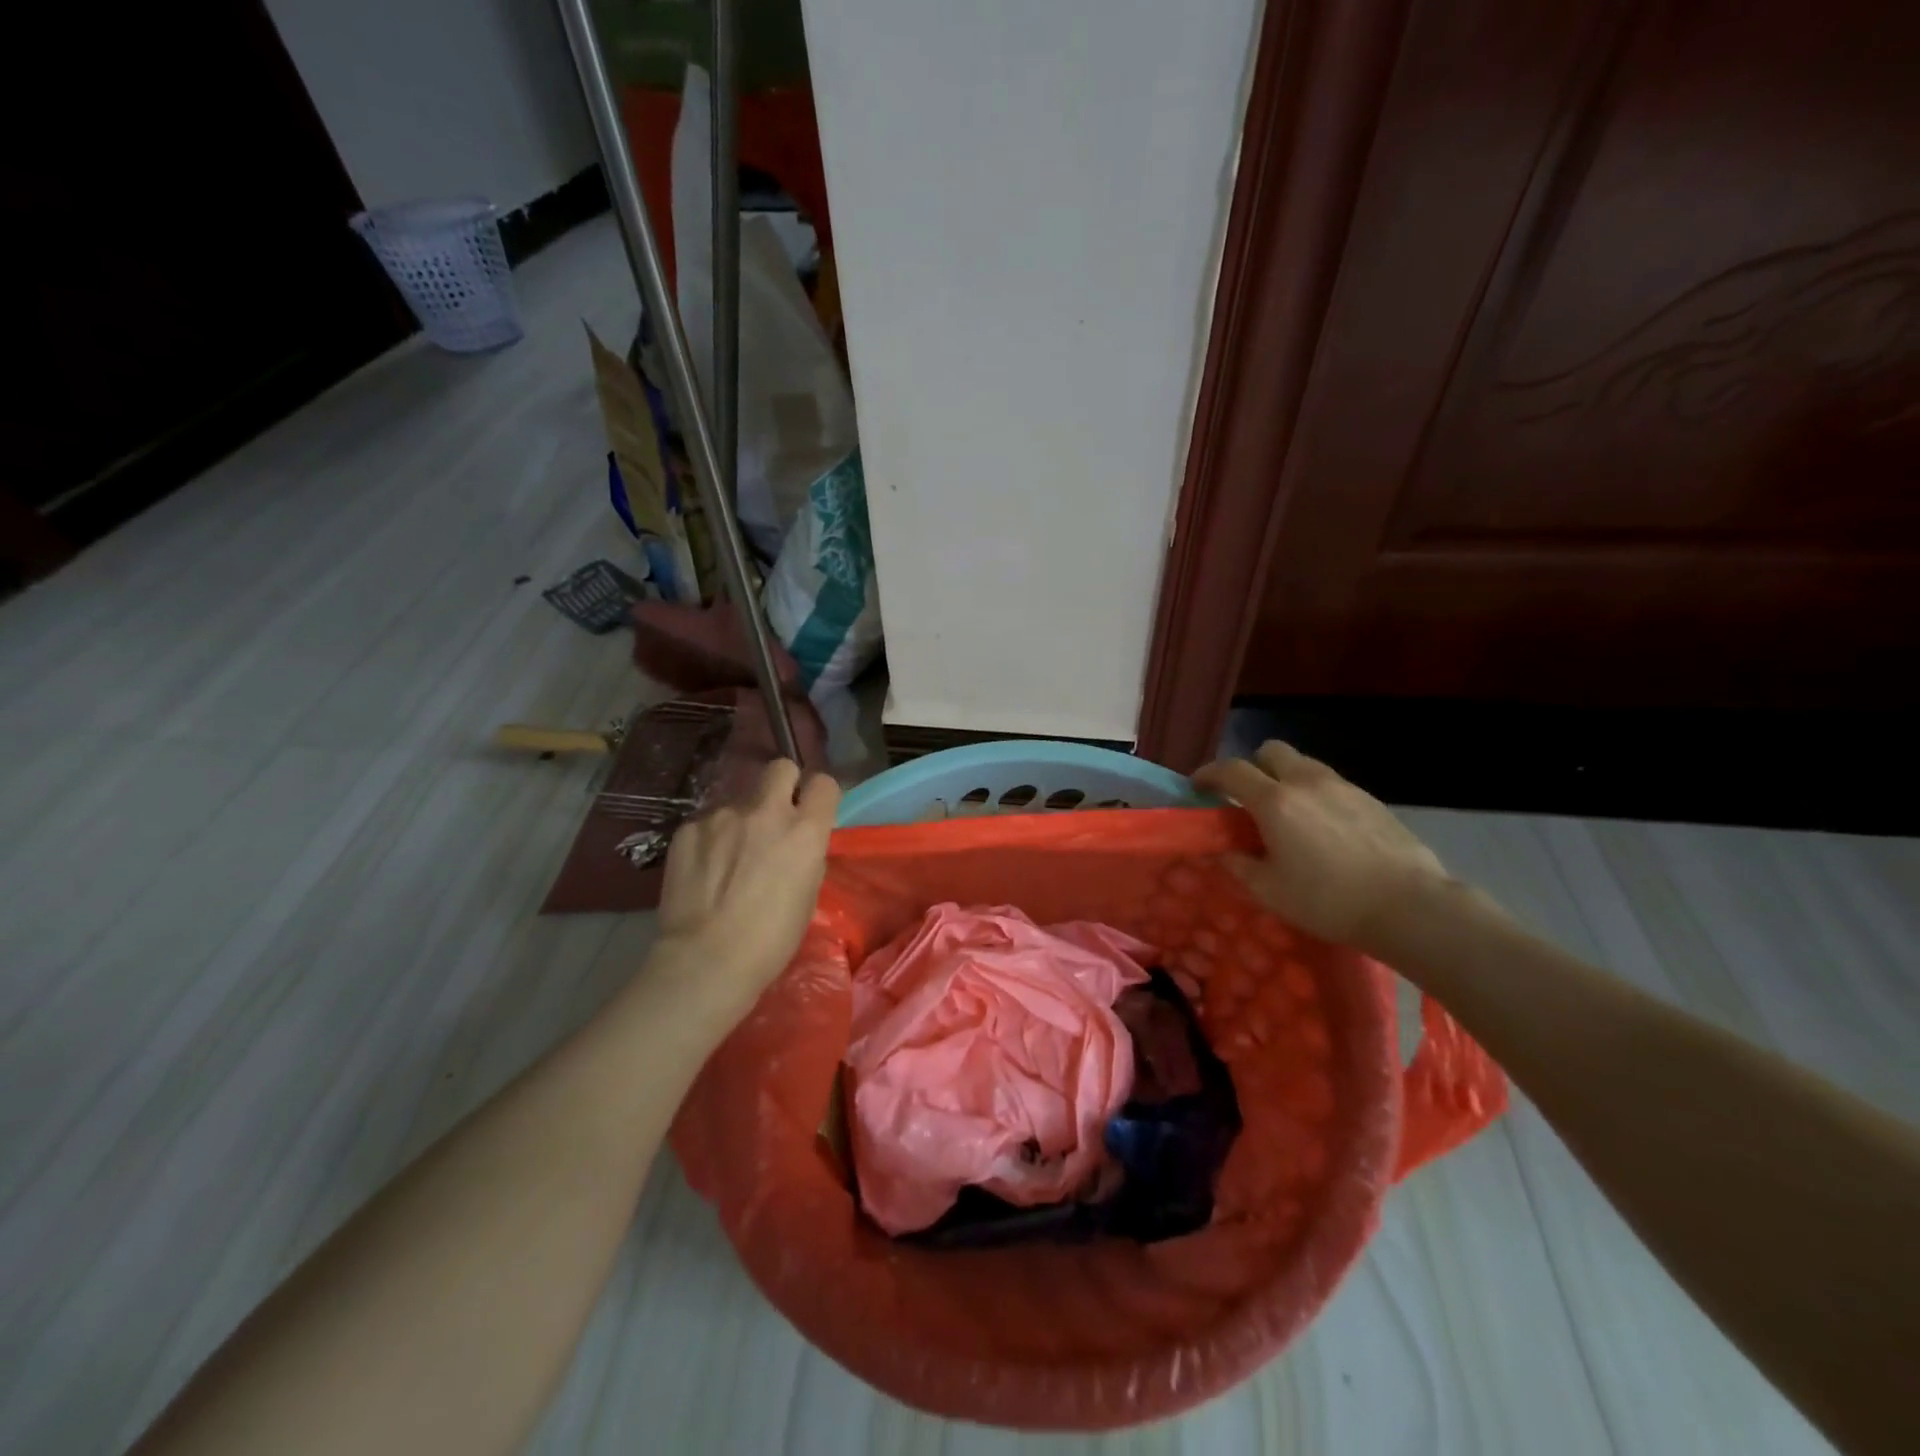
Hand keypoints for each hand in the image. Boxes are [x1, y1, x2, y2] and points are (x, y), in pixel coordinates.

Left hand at [648, 760, 839, 1015]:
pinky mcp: (688, 829)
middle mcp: (766, 812)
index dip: (819, 796)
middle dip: (782, 785)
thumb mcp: (808, 895)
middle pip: (780, 768)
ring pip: (738, 800)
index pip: (823, 783)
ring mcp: (722, 817)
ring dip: (740, 820)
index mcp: (804, 831)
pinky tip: (703, 871)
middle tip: (774, 816)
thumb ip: (806, 855)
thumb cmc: (771, 940)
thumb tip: (796, 843)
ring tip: (728, 858)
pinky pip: (706, 823)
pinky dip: (709, 840)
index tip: (812, 811)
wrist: (706, 961)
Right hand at [1193, 741, 1448, 950]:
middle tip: (1247, 797)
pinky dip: (1315, 794)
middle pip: (1270, 751)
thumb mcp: (1270, 891)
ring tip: (1287, 813)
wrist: (1409, 906)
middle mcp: (1305, 782)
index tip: (1198, 786)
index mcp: (1274, 801)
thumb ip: (1240, 865)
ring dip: (1285, 778)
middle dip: (1252, 766)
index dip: (1208, 773)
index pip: (1230, 770)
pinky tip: (1323, 828)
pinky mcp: (1370, 799)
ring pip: (1303, 764)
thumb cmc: (1329, 900)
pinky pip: (1330, 783)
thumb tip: (1227, 851)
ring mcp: (1342, 786)